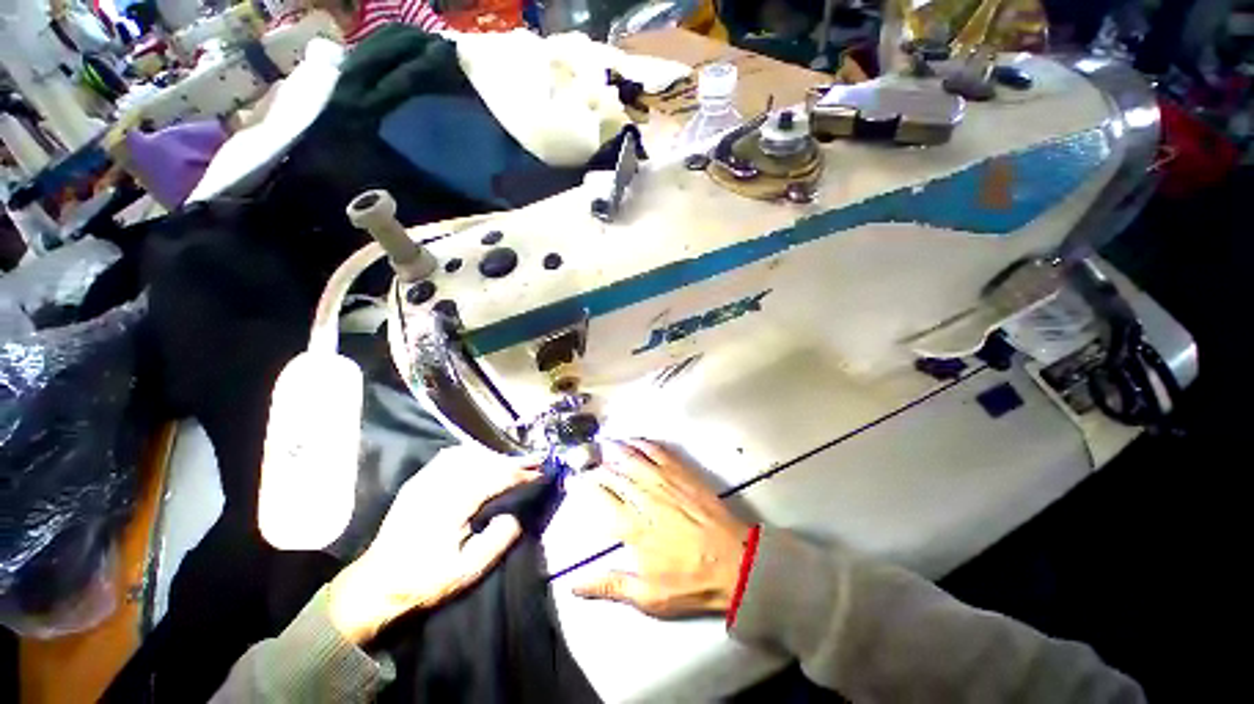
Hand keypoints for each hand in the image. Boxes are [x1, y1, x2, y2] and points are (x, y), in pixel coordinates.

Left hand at [327, 445, 539, 643]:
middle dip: (512, 461)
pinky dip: (471, 454)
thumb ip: (496, 541)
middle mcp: (438, 485)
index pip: (495, 479)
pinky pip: (448, 457)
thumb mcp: (466, 572)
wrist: (376, 585)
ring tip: (511, 461)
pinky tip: (480, 459)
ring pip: (468, 455)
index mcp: (452, 505)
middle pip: (484, 462)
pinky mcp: (416, 482)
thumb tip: (514, 515)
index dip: (521, 474)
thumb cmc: (424, 581)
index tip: (540, 472)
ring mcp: (425, 480)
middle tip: (533, 462)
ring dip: (493, 456)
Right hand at [572, 440, 749, 617]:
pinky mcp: (682, 473)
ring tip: (604, 444)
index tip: (572, 481)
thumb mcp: (647, 595)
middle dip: (596, 465)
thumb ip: (609, 586)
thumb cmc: (689, 580)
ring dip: (616, 449)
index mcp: (632, 526)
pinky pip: (658, 452)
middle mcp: (644, 497)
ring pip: (633, 458)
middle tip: (585, 460)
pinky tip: (635, 441)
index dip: (582, 486)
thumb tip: (574, 586)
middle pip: (613, 473)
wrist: (734, 561)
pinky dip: (643, 444)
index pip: (600, 497)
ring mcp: (664, 481)